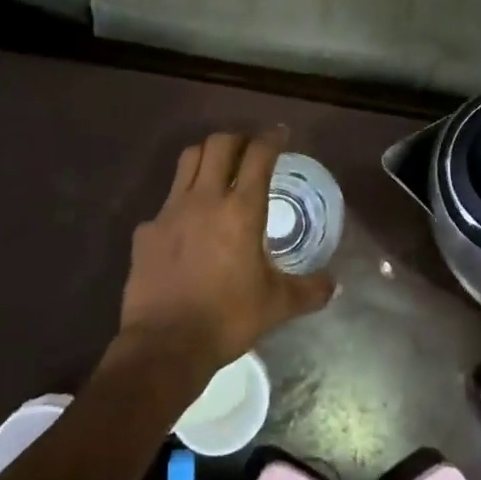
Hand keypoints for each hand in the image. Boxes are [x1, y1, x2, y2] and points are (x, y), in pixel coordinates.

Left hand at [117, 131, 334, 372]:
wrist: (165, 346)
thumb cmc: (227, 319)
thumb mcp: (277, 306)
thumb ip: (309, 290)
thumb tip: (334, 285)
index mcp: (241, 210)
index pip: (258, 155)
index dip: (271, 138)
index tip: (280, 134)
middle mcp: (205, 199)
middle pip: (219, 144)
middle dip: (237, 138)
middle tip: (249, 149)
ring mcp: (170, 212)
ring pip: (187, 161)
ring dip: (206, 156)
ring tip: (217, 169)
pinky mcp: (146, 231)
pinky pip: (164, 204)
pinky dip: (180, 204)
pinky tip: (185, 226)